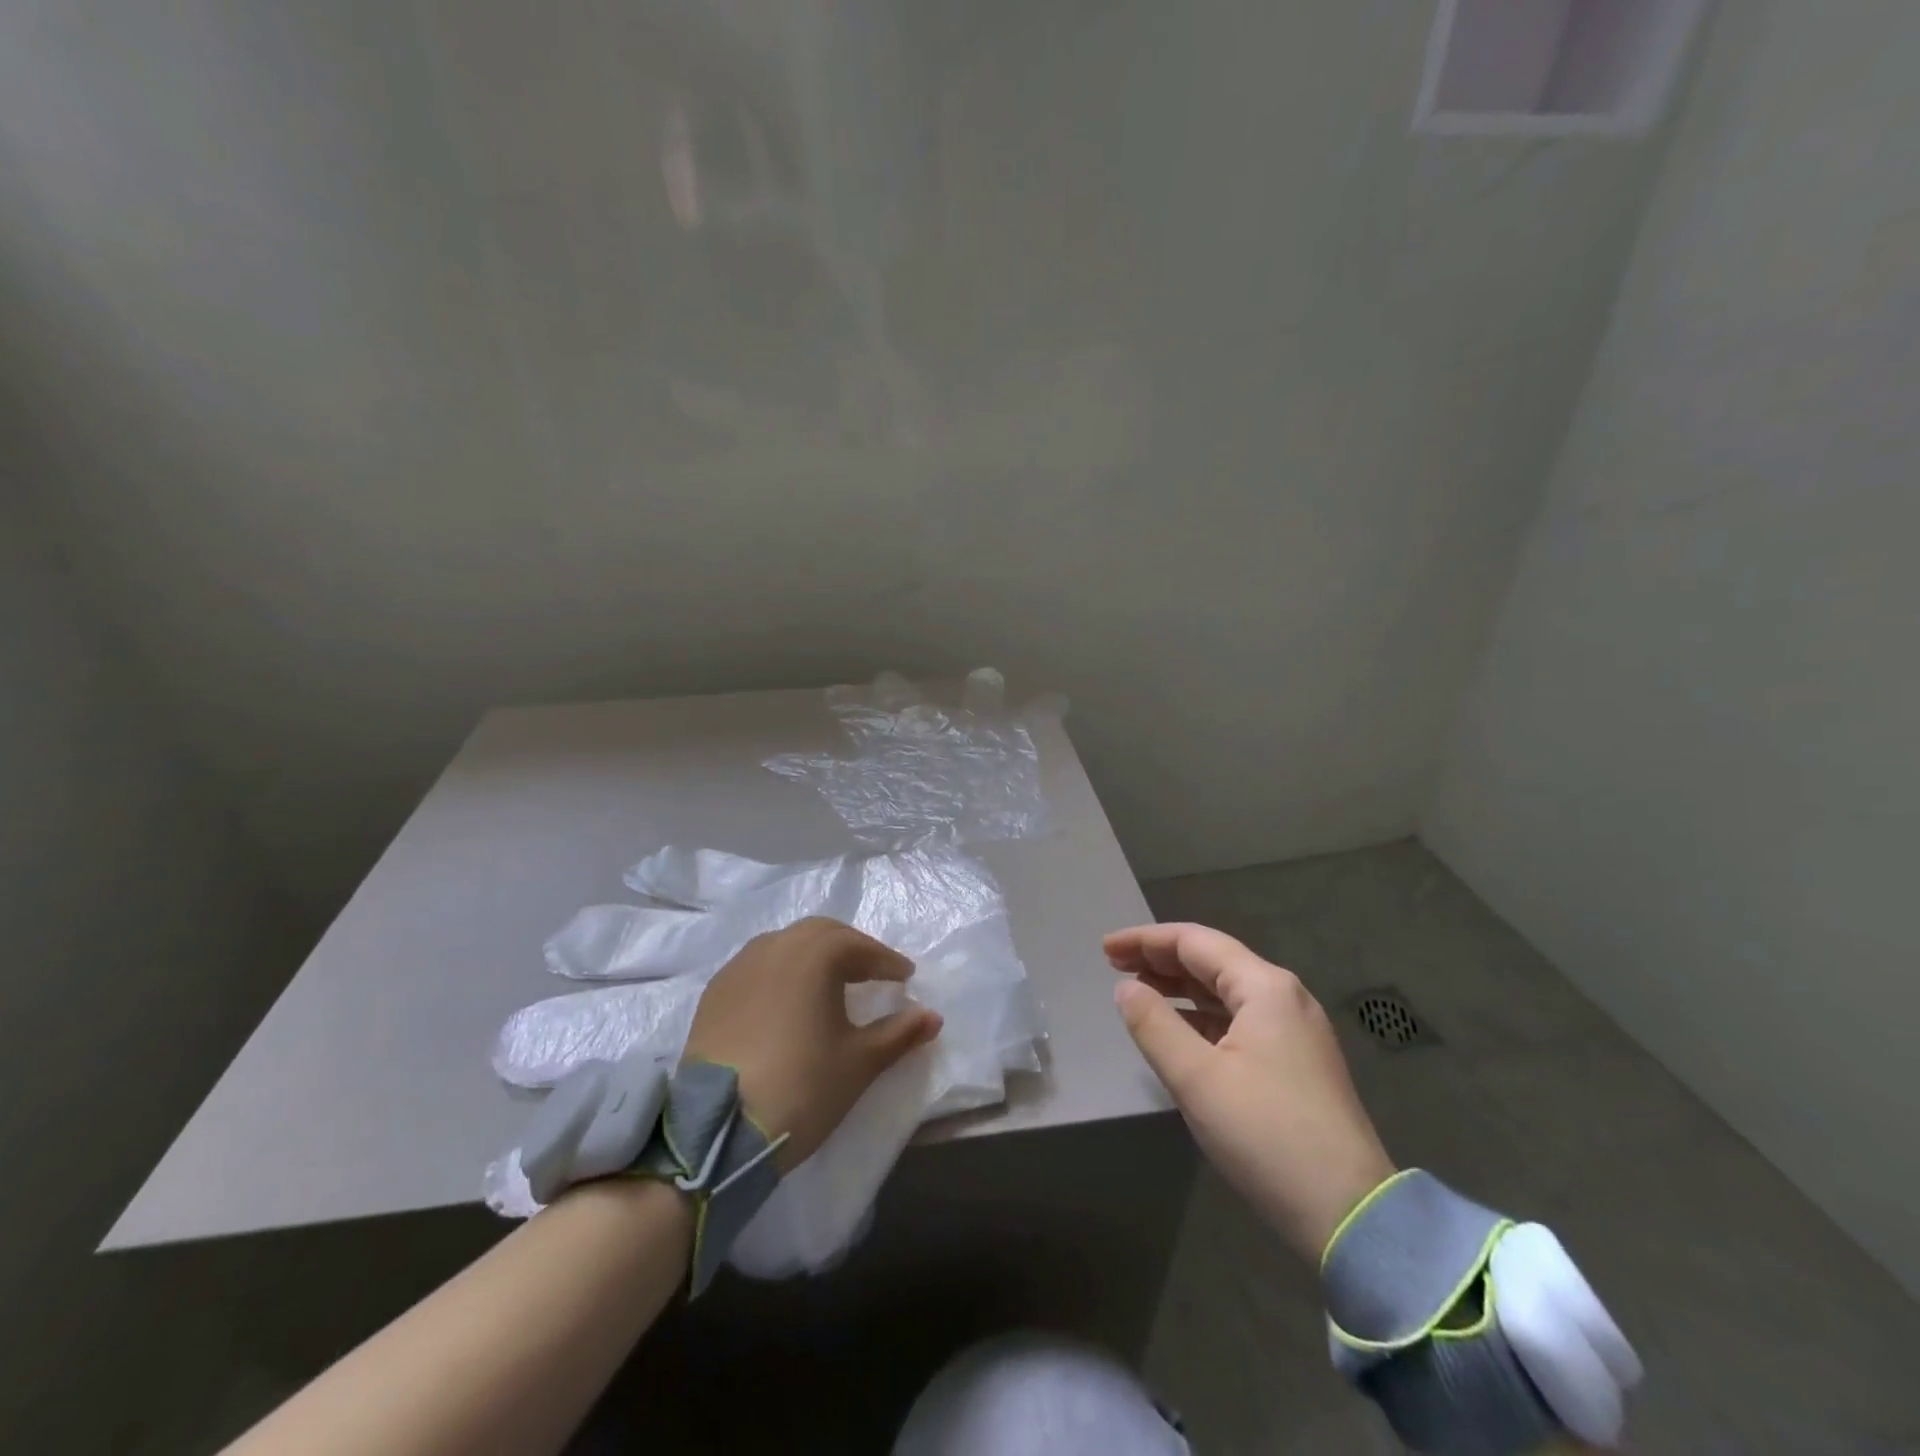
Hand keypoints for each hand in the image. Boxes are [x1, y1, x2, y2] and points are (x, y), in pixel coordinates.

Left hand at [684, 917, 941, 1171]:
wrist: (717, 1131)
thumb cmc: (803, 1086)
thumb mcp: (860, 1062)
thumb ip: (900, 1033)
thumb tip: (933, 1016)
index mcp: (815, 953)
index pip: (861, 948)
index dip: (887, 962)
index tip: (906, 977)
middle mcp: (776, 946)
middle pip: (822, 935)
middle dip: (851, 949)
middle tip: (872, 973)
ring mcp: (739, 966)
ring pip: (786, 945)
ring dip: (814, 956)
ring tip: (831, 983)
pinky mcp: (715, 992)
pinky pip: (758, 966)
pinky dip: (782, 972)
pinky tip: (788, 1000)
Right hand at [1105, 922, 1394, 1259]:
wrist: (1351, 1215)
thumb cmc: (1266, 1134)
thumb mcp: (1196, 1078)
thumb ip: (1154, 1024)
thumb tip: (1127, 988)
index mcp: (1264, 987)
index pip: (1194, 942)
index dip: (1145, 940)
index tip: (1105, 950)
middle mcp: (1284, 997)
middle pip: (1213, 961)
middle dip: (1161, 960)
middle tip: (1114, 966)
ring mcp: (1295, 1031)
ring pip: (1226, 992)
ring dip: (1180, 987)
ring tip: (1138, 991)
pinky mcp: (1297, 1063)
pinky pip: (1239, 1020)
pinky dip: (1202, 1016)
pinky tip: (1178, 1030)